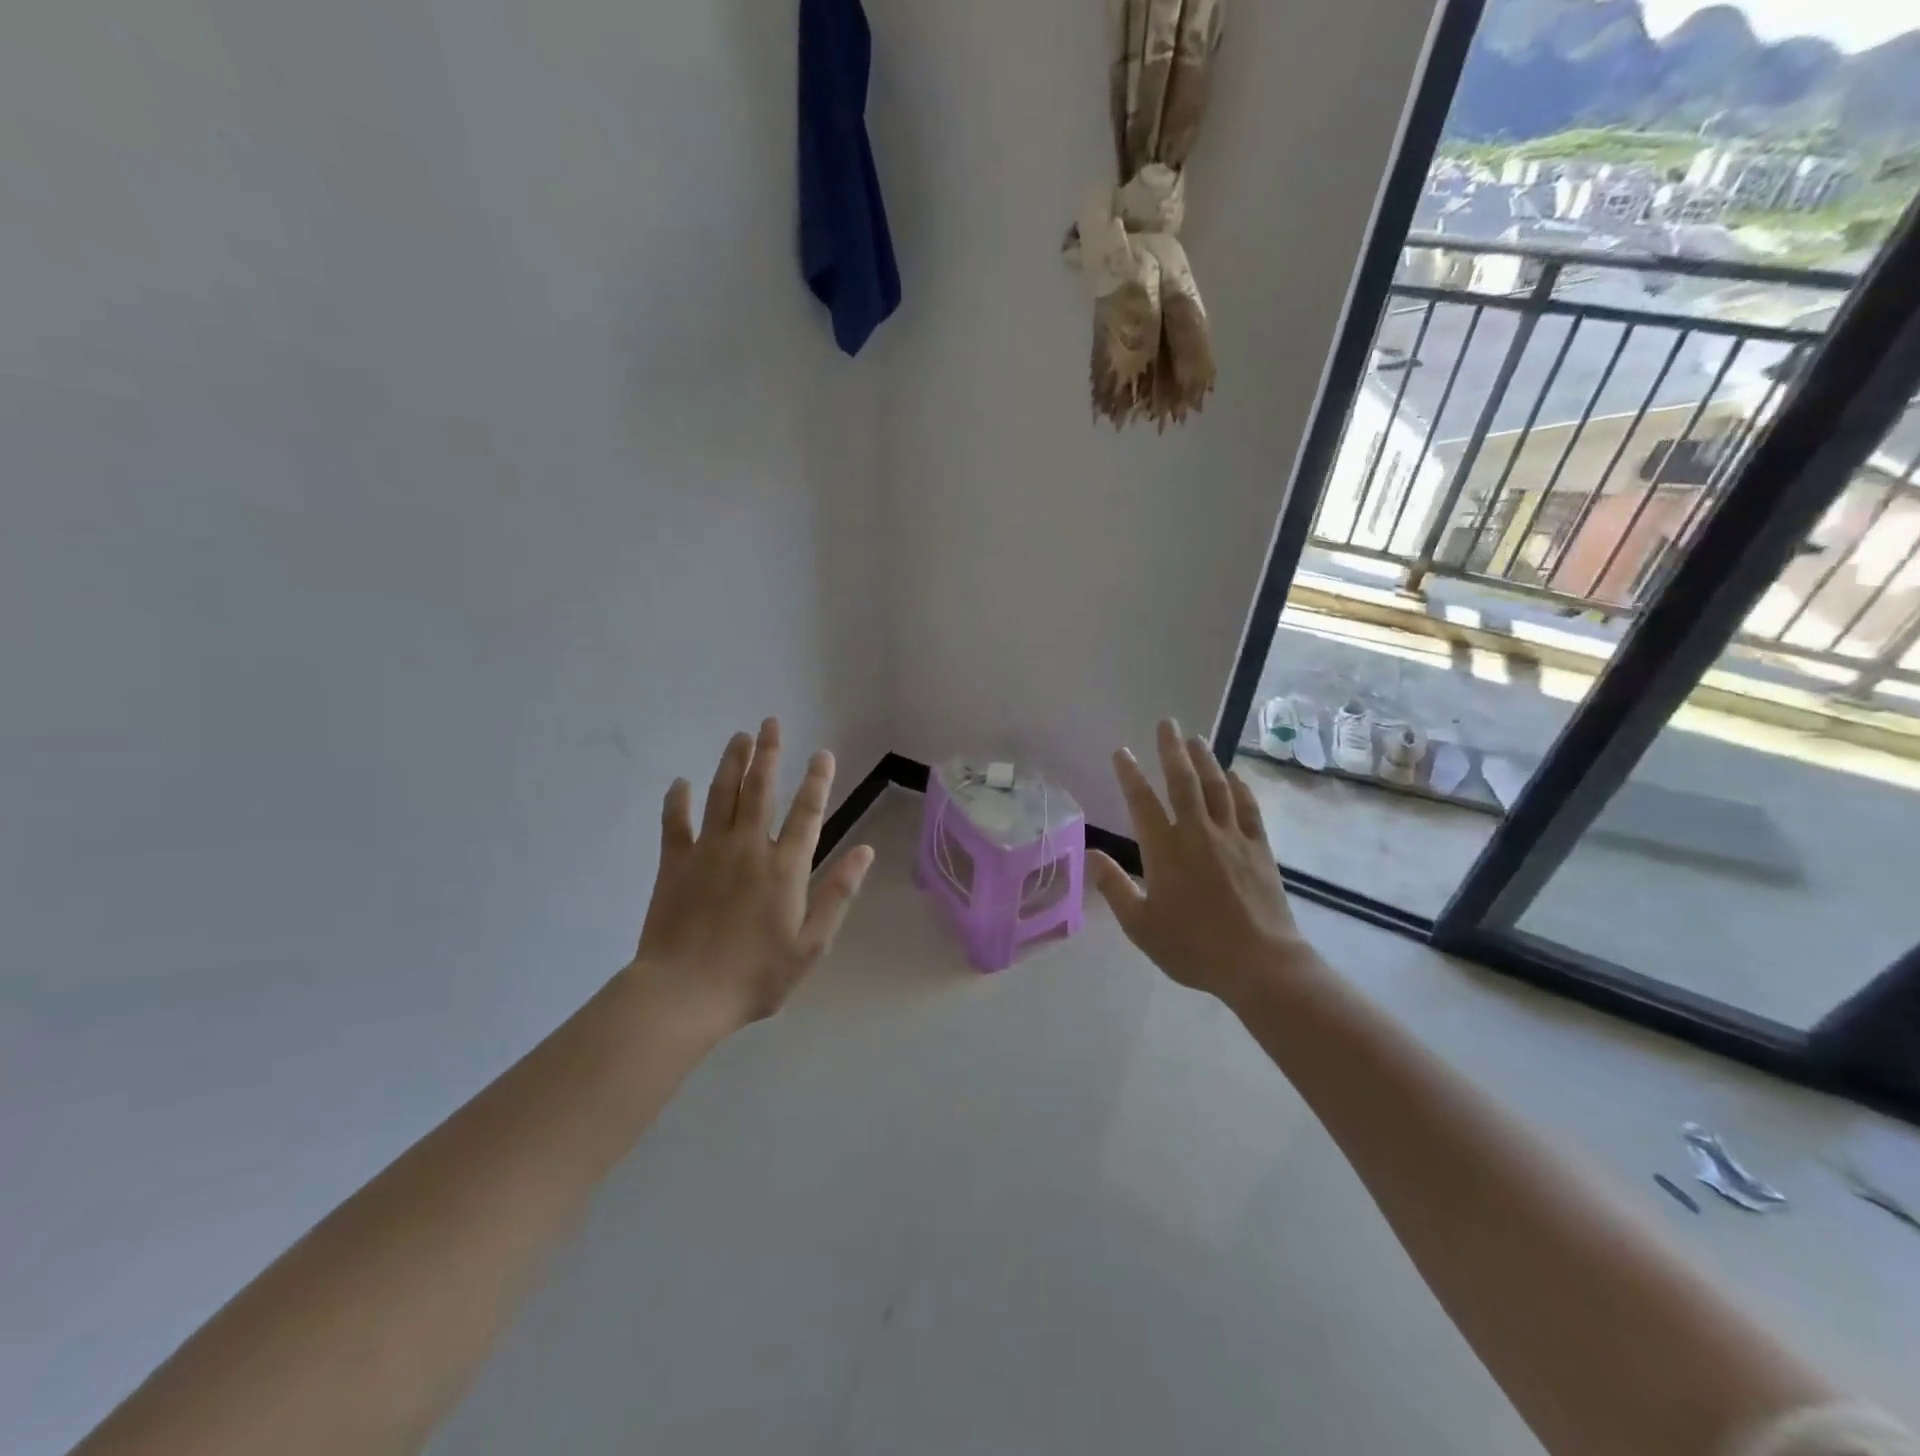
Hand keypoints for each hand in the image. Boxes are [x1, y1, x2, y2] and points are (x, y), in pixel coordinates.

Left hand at [632, 719, 874, 1031]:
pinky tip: (680, 782)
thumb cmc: (755, 975)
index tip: (822, 753)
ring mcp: (708, 852)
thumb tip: (864, 851)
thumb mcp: (811, 944)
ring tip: (740, 736)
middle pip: (760, 789)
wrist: (684, 994)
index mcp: (785, 867)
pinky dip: (677, 800)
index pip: (807, 811)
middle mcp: (748, 847)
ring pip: (721, 795)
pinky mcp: (674, 864)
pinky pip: (675, 823)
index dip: (817, 780)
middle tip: (771, 723)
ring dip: (732, 763)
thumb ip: (838, 893)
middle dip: (769, 753)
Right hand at [1088, 719, 1319, 1005]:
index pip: (1142, 802)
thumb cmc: (1193, 946)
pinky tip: (1234, 775)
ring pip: (1217, 787)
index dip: (1129, 774)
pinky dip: (1239, 787)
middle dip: (1172, 750)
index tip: (1120, 752)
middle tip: (1166, 723)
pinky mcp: (1259, 848)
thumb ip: (1115, 888)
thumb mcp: (1141, 926)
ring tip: (1196, 738)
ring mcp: (1233, 837)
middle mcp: (1198, 833)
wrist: (1260, 964)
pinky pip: (1248, 808)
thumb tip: (1093, 854)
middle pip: (1183, 781)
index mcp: (1165, 850)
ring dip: (1205, 760)